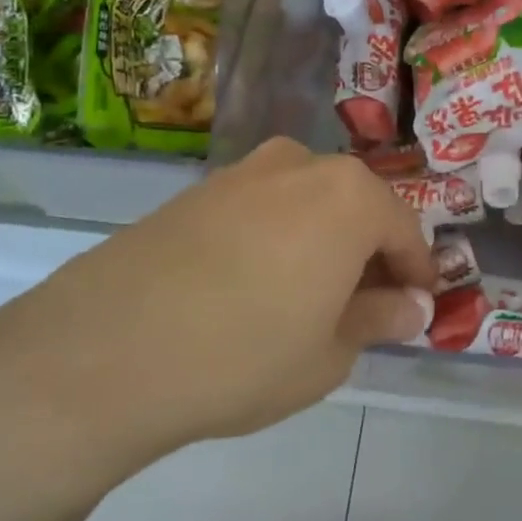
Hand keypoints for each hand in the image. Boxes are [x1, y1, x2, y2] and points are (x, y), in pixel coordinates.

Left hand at [0, 139, 435, 520]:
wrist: (103, 352)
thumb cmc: (245, 355)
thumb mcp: (329, 353)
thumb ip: (378, 318)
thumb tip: (410, 304)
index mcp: (348, 195)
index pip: (404, 230)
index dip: (417, 272)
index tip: (417, 307)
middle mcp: (299, 165)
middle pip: (355, 207)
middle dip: (369, 254)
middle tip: (365, 308)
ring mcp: (241, 172)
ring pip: (306, 204)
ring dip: (321, 243)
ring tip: (308, 299)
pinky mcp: (195, 192)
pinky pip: (260, 209)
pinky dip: (276, 240)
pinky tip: (254, 287)